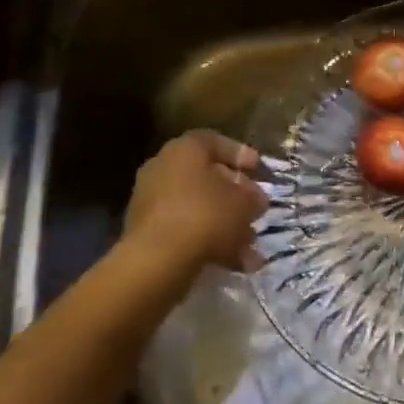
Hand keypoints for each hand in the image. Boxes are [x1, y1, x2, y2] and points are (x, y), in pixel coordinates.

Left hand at [122, 130, 266, 281]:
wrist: (157, 260)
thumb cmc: (205, 215)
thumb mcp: (243, 203)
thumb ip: (253, 198)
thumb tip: (256, 200)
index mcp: (184, 150)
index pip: (214, 142)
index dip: (239, 154)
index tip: (258, 169)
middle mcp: (162, 168)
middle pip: (205, 177)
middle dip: (234, 195)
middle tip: (255, 209)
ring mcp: (150, 202)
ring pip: (196, 207)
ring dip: (223, 223)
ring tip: (248, 245)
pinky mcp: (146, 233)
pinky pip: (183, 229)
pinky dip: (206, 242)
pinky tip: (231, 262)